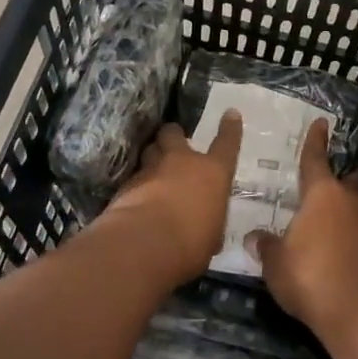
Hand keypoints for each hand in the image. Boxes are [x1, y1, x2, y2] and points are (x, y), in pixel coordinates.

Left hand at [100, 115, 242, 284]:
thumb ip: (209, 222)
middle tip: (172, 142)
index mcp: (212, 173)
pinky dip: (137, 183)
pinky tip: (137, 196)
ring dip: (153, 156)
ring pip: (150, 150)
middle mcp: (181, 162)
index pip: (227, 144)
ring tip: (154, 167)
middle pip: (173, 133)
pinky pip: (134, 175)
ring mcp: (151, 169)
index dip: (230, 128)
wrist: (144, 245)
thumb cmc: (191, 244)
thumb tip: (206, 227)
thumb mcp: (211, 237)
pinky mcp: (126, 184)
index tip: (230, 113)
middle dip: (172, 135)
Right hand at [250, 120, 357, 343]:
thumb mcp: (275, 261)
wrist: (352, 311)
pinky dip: (347, 226)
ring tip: (329, 206)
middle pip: (347, 178)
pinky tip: (334, 236)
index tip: (321, 122)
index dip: (316, 141)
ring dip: (346, 201)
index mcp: (321, 193)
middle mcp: (346, 201)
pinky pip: (356, 226)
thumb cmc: (308, 274)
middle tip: (331, 171)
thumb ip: (266, 245)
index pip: (316, 158)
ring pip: (355, 202)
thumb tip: (255, 237)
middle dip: (342, 172)